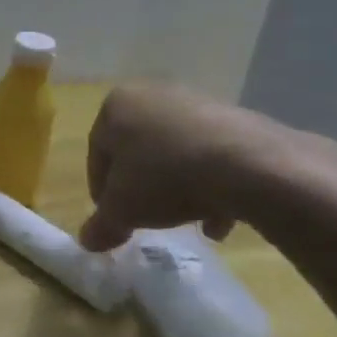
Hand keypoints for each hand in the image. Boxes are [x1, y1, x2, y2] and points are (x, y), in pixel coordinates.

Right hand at [79, 82, 336, 250]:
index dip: (102, 191)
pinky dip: (211, 183)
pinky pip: (212, 155)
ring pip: (176, 154)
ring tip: (187, 221)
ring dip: (177, 188)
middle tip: (147, 218)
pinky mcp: (236, 118)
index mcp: (117, 105)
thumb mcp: (124, 209)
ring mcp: (197, 103)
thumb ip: (102, 225)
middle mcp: (152, 94)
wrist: (250, 165)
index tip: (113, 218)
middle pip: (139, 151)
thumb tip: (87, 241)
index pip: (98, 152)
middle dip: (143, 187)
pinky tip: (219, 218)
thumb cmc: (166, 177)